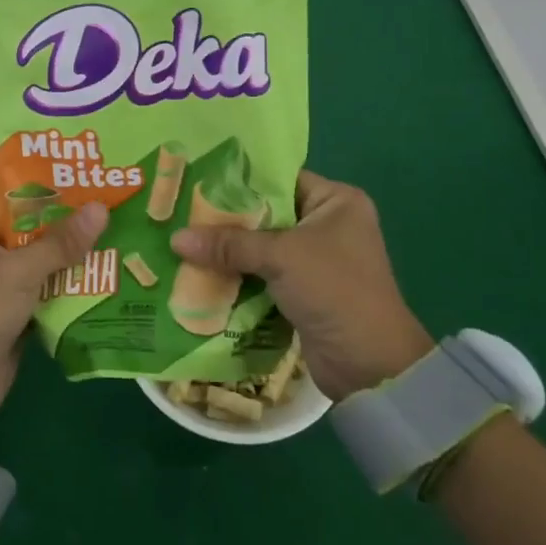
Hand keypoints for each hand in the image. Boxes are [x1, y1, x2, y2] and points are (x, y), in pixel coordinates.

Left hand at [0, 200, 108, 432]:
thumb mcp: (20, 271)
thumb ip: (62, 241)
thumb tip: (101, 208)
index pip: (16, 200)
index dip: (53, 194)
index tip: (92, 185)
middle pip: (33, 231)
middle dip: (70, 228)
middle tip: (113, 212)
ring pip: (42, 262)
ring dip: (73, 259)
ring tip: (118, 240)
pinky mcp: (12, 313)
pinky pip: (45, 292)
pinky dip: (68, 288)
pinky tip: (105, 278)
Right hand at [171, 170, 431, 399]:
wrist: (370, 366)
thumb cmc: (334, 290)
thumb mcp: (281, 257)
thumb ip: (229, 244)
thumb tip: (175, 238)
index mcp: (336, 201)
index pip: (279, 179)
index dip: (239, 181)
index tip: (197, 180)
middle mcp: (328, 224)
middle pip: (267, 213)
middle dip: (227, 219)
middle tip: (181, 212)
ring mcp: (316, 260)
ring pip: (261, 247)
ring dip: (229, 251)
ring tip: (182, 239)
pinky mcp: (303, 291)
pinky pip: (263, 274)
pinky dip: (238, 276)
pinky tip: (200, 271)